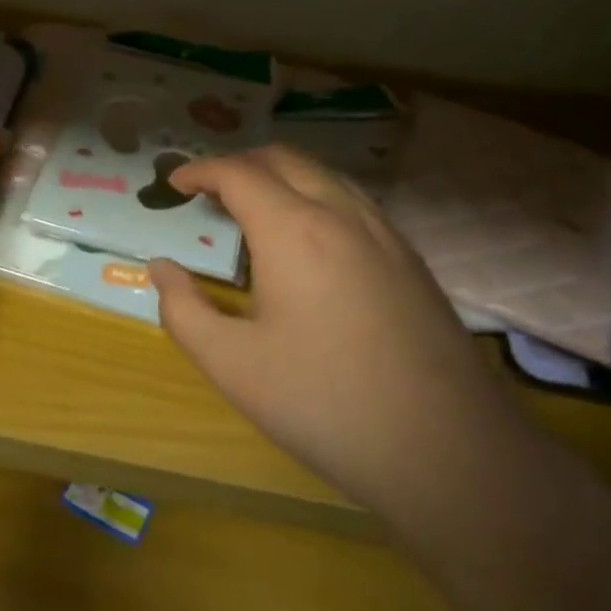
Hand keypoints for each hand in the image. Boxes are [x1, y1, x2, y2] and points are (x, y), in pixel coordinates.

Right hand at [150, 145, 521, 519]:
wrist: (448, 450)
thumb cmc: (325, 404)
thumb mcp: (232, 365)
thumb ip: (184, 310)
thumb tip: (161, 268)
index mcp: (293, 230)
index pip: (238, 173)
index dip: (200, 170)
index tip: (174, 183)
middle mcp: (341, 214)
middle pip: (284, 159)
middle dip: (239, 164)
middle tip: (209, 192)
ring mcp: (385, 234)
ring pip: (325, 176)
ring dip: (281, 177)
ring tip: (254, 211)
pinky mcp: (411, 259)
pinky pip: (354, 202)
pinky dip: (317, 198)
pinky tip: (310, 243)